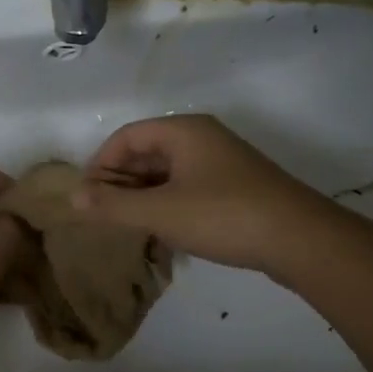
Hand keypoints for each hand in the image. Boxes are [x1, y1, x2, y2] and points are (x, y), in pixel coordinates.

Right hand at [73, 115, 321, 275]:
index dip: (100, 164)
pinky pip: (187, 188)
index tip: (87, 198)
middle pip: (146, 152)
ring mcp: (222, 163)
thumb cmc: (223, 215)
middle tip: (104, 215)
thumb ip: (112, 205)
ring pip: (167, 173)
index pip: (126, 137)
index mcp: (183, 131)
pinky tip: (163, 233)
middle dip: (120, 182)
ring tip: (128, 227)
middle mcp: (202, 138)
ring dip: (143, 196)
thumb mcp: (160, 212)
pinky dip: (167, 205)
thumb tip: (72, 198)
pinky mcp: (235, 188)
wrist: (300, 239)